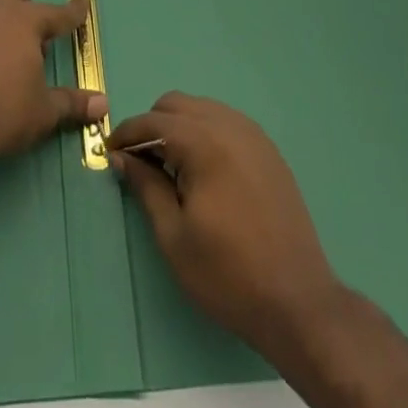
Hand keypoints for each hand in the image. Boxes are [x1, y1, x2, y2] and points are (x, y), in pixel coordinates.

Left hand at [0, 0, 106, 168]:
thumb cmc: (3, 110)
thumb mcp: (43, 111)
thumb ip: (72, 103)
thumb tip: (104, 104)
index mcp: (25, 22)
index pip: (56, 13)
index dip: (72, 12)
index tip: (82, 3)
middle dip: (27, 6)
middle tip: (35, 38)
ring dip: (2, 23)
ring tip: (11, 57)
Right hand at [109, 92, 340, 358]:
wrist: (298, 303)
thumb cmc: (227, 274)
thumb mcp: (173, 235)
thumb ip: (146, 186)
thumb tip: (121, 157)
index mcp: (204, 143)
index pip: (153, 121)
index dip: (126, 134)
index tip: (109, 153)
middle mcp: (230, 126)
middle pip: (177, 105)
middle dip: (152, 125)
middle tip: (140, 163)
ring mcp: (254, 136)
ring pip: (202, 109)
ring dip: (179, 126)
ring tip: (170, 167)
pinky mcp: (269, 151)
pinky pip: (226, 123)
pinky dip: (205, 133)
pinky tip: (203, 171)